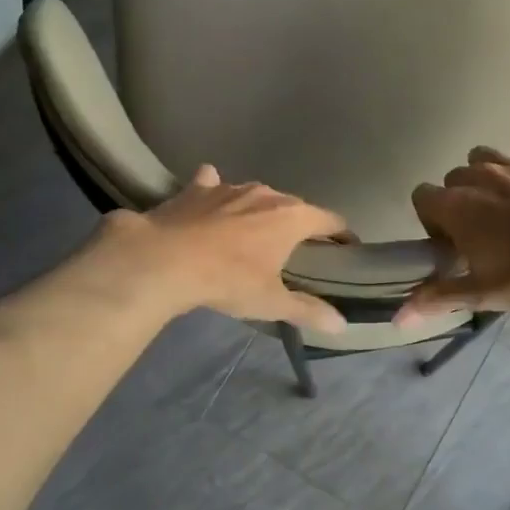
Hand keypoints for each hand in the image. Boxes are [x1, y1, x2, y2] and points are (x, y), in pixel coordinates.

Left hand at [95, 165, 349, 332]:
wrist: (164, 259)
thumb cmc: (228, 280)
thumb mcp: (270, 302)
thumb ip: (307, 310)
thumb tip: (341, 325)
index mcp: (292, 217)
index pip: (330, 220)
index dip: (341, 234)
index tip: (345, 247)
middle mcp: (266, 194)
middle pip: (293, 206)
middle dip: (298, 224)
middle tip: (296, 249)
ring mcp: (230, 187)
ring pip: (255, 195)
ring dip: (258, 210)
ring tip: (253, 231)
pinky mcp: (197, 189)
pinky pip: (212, 184)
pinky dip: (214, 190)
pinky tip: (210, 199)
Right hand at [395, 133, 509, 324]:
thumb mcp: (484, 293)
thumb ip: (438, 298)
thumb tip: (397, 318)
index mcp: (456, 206)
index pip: (421, 196)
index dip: (431, 219)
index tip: (452, 243)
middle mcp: (477, 175)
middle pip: (452, 178)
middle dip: (459, 200)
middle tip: (482, 230)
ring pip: (482, 156)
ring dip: (485, 175)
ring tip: (506, 203)